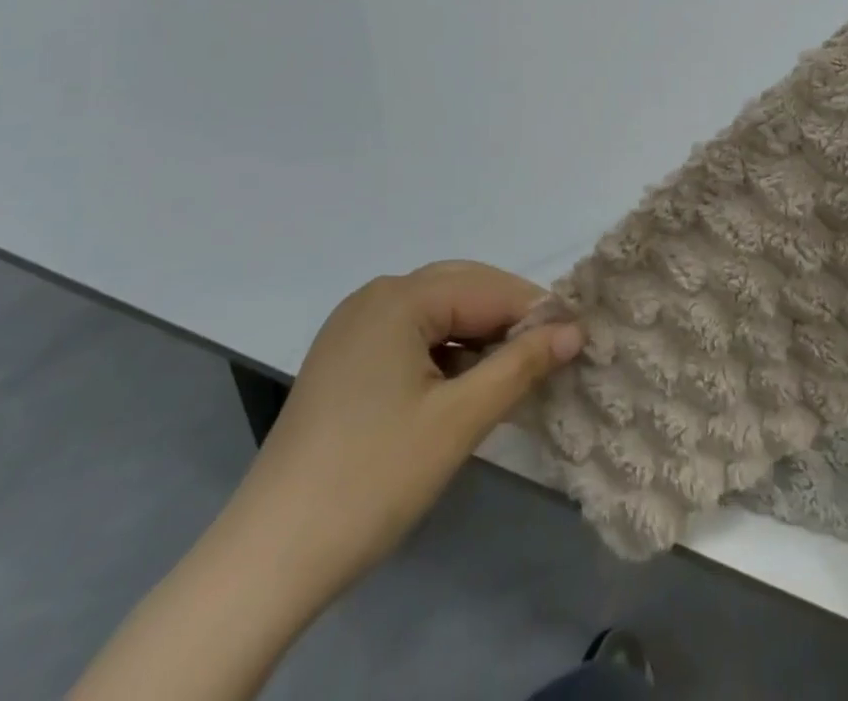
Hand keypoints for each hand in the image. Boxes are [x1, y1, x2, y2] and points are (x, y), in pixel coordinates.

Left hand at [231, 261, 582, 600]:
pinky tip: (465, 385)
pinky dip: (446, 352)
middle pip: (461, 289)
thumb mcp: (459, 420)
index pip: (487, 288)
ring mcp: (353, 328)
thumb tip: (575, 329)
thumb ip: (521, 366)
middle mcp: (374, 297)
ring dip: (479, 336)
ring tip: (514, 373)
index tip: (578, 339)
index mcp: (398, 297)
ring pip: (437, 313)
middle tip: (552, 354)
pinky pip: (411, 336)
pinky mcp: (344, 359)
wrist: (269, 558)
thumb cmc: (373, 478)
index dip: (536, 311)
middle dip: (508, 319)